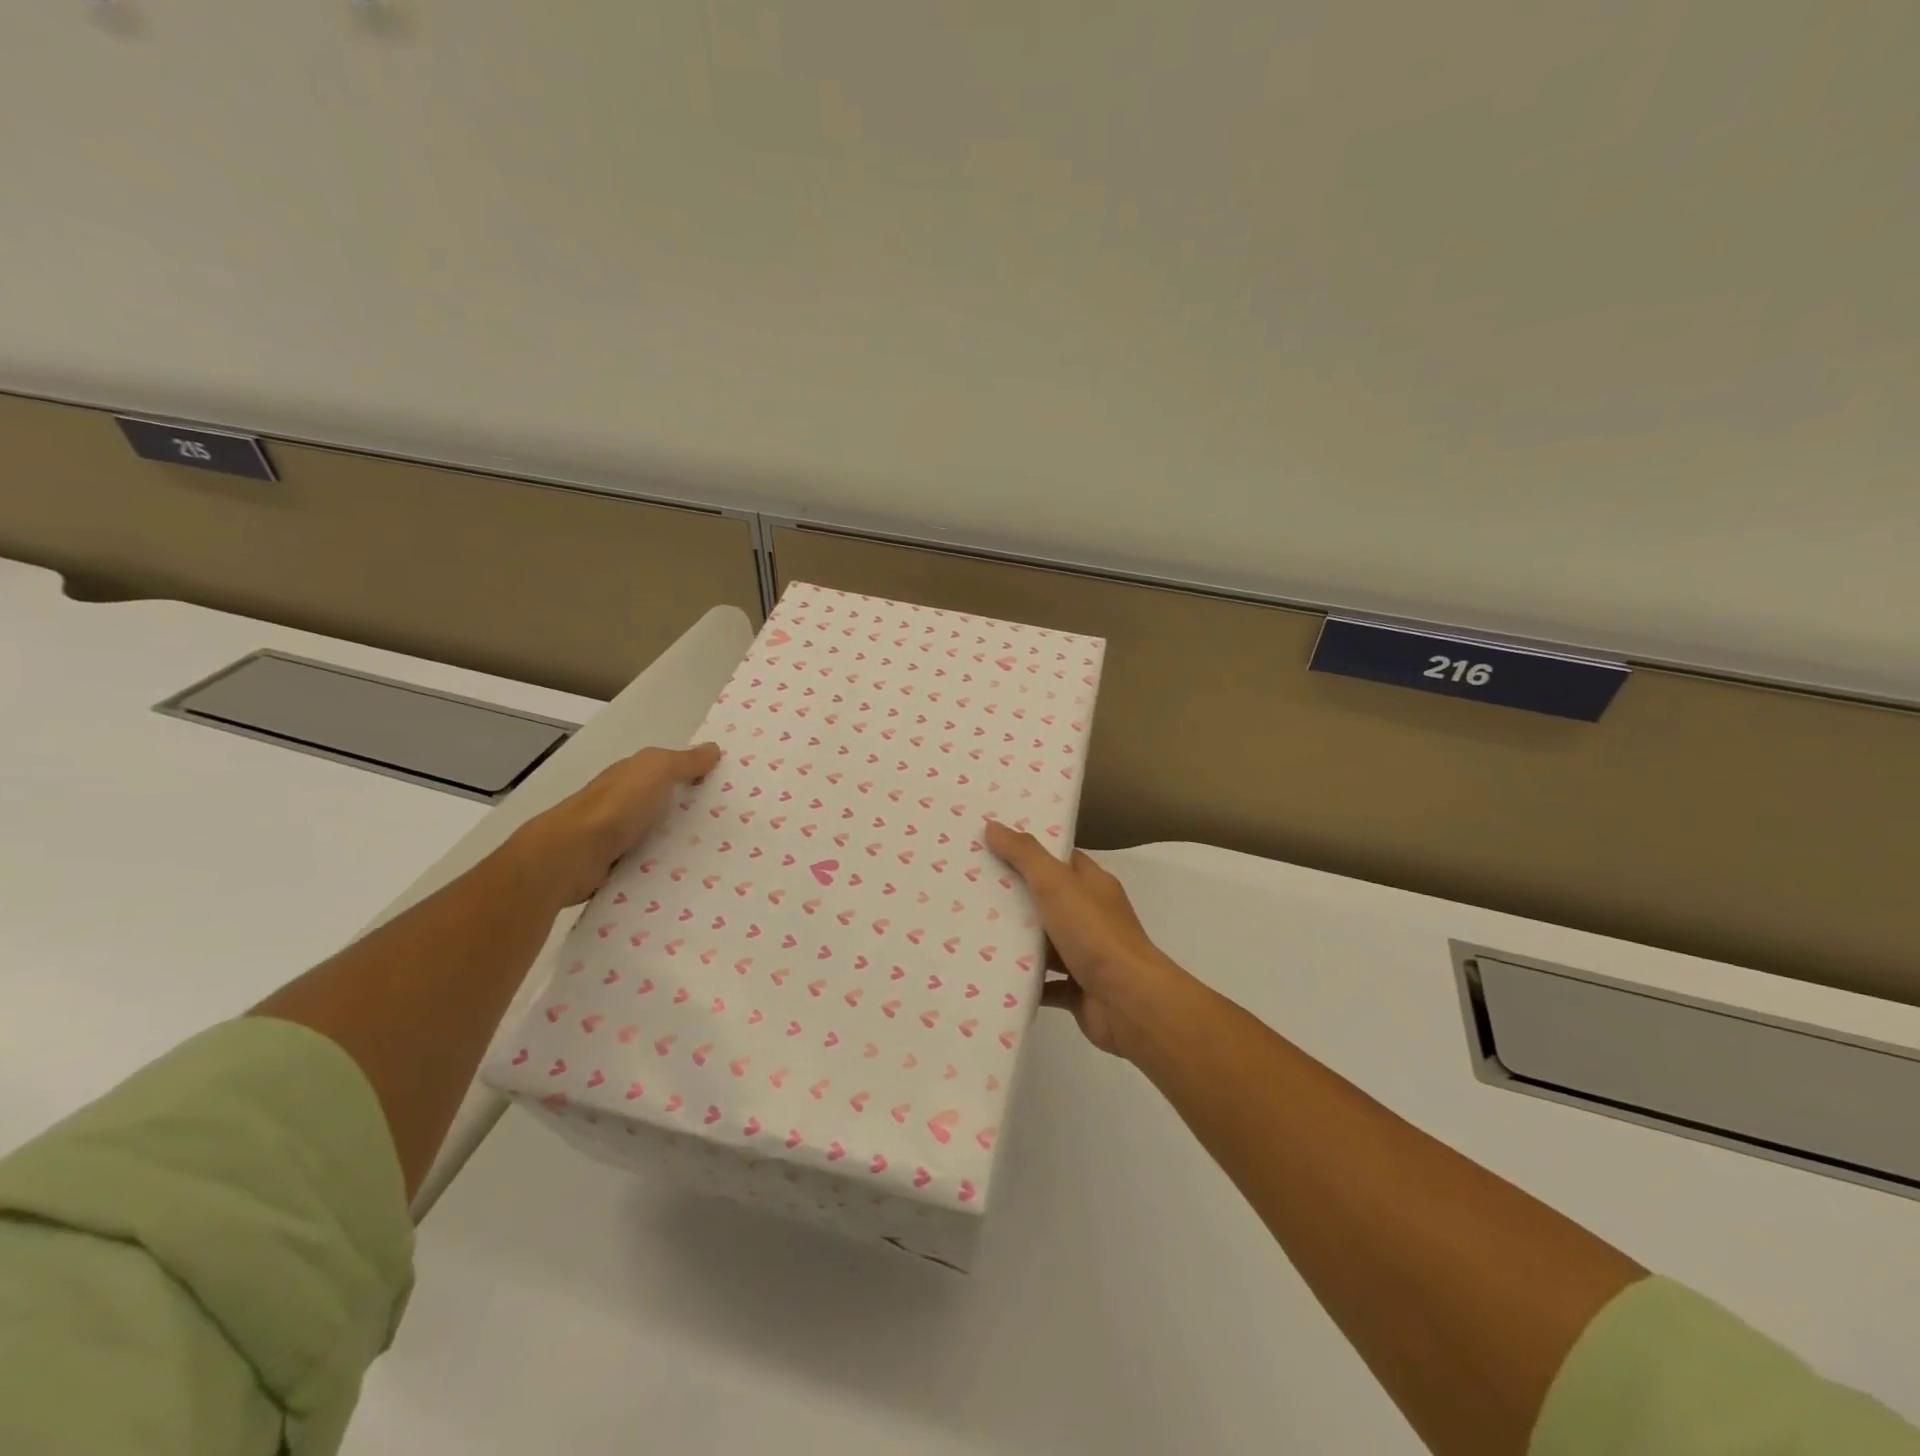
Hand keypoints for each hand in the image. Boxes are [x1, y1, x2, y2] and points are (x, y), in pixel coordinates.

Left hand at [508, 743, 720, 905]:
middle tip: (733, 824)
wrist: (572, 855)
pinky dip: (666, 868)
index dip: (695, 774)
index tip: (729, 786)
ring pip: (660, 836)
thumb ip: (684, 761)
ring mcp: (618, 837)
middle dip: (694, 812)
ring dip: (682, 843)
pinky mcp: (616, 868)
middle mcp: (624, 804)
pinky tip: (690, 876)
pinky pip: (650, 864)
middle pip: (666, 805)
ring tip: (721, 855)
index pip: (668, 771)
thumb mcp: (657, 770)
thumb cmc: (617, 805)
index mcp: (632, 776)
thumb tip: (713, 749)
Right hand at [984, 820, 1188, 1059]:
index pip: (1059, 859)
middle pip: (1047, 900)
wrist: (1128, 1001)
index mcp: (1092, 885)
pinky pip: (1043, 981)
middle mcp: (1091, 916)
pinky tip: (990, 972)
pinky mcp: (1077, 989)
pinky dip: (1022, 978)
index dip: (1028, 850)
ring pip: (1043, 942)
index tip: (991, 845)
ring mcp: (1085, 954)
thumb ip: (1025, 855)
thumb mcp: (1056, 883)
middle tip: (968, 886)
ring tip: (969, 928)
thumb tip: (993, 825)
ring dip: (1014, 939)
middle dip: (1013, 895)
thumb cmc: (1094, 933)